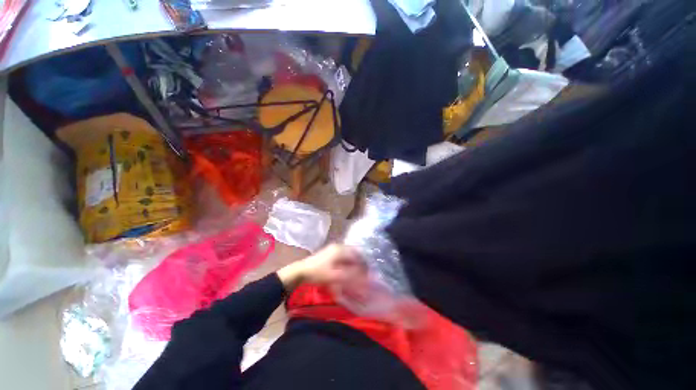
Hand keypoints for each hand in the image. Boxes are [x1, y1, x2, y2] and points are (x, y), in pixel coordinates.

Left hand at [277, 244, 365, 289]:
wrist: (301, 272)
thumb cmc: (318, 273)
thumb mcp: (336, 276)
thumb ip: (351, 275)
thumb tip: (365, 277)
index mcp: (340, 249)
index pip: (358, 253)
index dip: (364, 262)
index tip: (368, 272)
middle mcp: (338, 246)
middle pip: (354, 254)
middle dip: (359, 264)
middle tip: (362, 275)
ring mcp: (333, 249)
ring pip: (348, 256)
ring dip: (353, 265)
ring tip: (355, 275)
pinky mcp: (329, 254)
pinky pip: (343, 258)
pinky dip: (346, 265)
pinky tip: (346, 273)